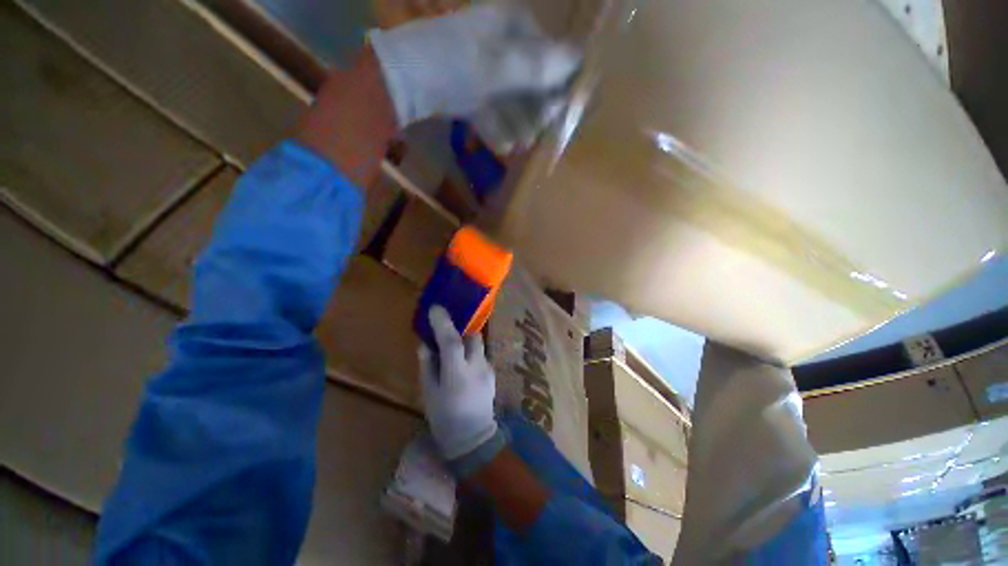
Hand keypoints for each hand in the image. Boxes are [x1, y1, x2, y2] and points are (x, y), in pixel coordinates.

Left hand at [370, 4, 580, 131]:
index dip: (558, 81)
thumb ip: (538, 65)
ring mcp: (480, 68)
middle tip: (541, 133)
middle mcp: (498, 43)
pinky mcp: (466, 91)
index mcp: (510, 25)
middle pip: (528, 79)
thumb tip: (579, 58)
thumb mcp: (499, 65)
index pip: (548, 52)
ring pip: (510, 98)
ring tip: (524, 144)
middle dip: (536, 109)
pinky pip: (490, 110)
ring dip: (519, 122)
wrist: (401, 83)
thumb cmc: (453, 65)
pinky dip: (497, 128)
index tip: (562, 109)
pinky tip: (504, 146)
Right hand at [418, 307, 499, 462]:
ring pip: (479, 345)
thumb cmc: (444, 418)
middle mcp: (477, 367)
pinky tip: (464, 365)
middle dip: (461, 329)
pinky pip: (481, 355)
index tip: (436, 308)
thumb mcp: (429, 392)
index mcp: (457, 374)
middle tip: (447, 331)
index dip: (443, 323)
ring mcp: (488, 369)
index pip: (451, 341)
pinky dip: (471, 353)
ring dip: (466, 342)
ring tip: (455, 349)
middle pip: (473, 336)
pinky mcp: (492, 373)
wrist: (473, 439)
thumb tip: (426, 344)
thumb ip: (428, 365)